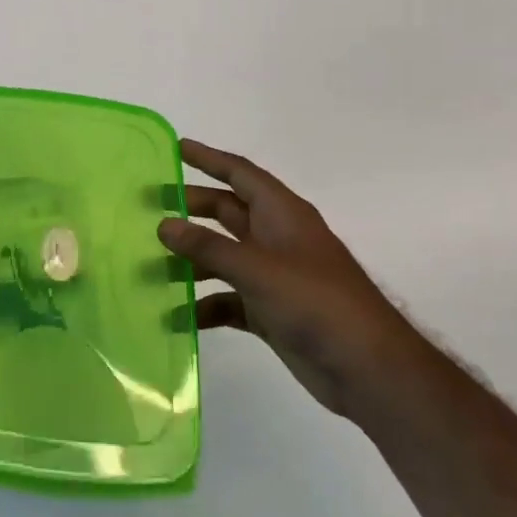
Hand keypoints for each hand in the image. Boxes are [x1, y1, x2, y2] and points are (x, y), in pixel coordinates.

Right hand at [158, 138, 413, 416]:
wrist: (367, 368)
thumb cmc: (316, 302)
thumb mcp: (257, 269)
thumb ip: (208, 247)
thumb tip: (164, 224)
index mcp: (281, 214)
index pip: (240, 174)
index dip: (209, 159)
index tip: (175, 148)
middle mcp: (276, 238)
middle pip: (227, 213)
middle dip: (191, 208)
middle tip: (148, 206)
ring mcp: (273, 277)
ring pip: (223, 257)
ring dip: (192, 260)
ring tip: (149, 262)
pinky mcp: (270, 311)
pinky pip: (228, 300)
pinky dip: (204, 305)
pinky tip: (176, 316)